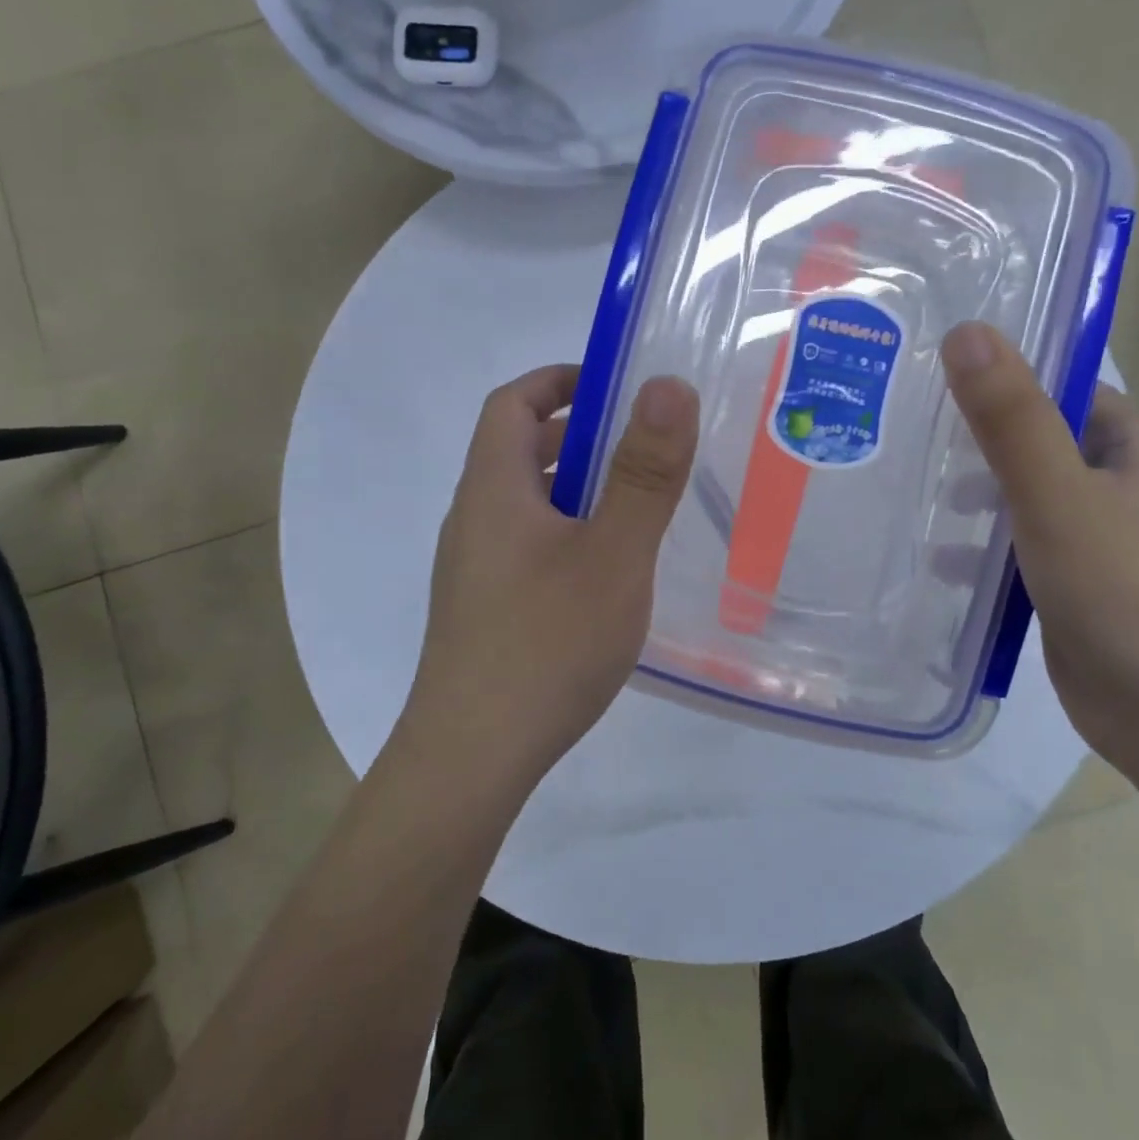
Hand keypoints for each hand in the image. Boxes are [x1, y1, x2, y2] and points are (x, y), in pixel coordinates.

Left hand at [400, 364, 699, 795]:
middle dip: (578, 437)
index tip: (615, 386)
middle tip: (641, 451)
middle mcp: (473, 519)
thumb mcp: (612, 553)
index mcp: (493, 489)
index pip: (511, 402)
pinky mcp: (483, 610)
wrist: (472, 759)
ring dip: (575, 490)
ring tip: (635, 512)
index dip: (559, 380)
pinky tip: (605, 577)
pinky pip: (527, 546)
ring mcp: (473, 569)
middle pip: (517, 451)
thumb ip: (643, 472)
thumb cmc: (546, 644)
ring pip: (525, 504)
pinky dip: (567, 535)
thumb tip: (666, 385)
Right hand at [941, 323, 1138, 776]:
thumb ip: (1011, 418)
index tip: (937, 373)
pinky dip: (980, 550)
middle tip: (905, 430)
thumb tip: (967, 331)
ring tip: (908, 493)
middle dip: (977, 438)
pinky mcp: (1074, 591)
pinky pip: (1019, 552)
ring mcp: (1098, 544)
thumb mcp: (1058, 495)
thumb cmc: (1127, 592)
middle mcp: (1119, 489)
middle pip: (1038, 443)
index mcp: (1132, 451)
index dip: (1009, 375)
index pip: (1066, 389)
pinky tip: (935, 562)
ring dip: (973, 497)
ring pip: (1024, 500)